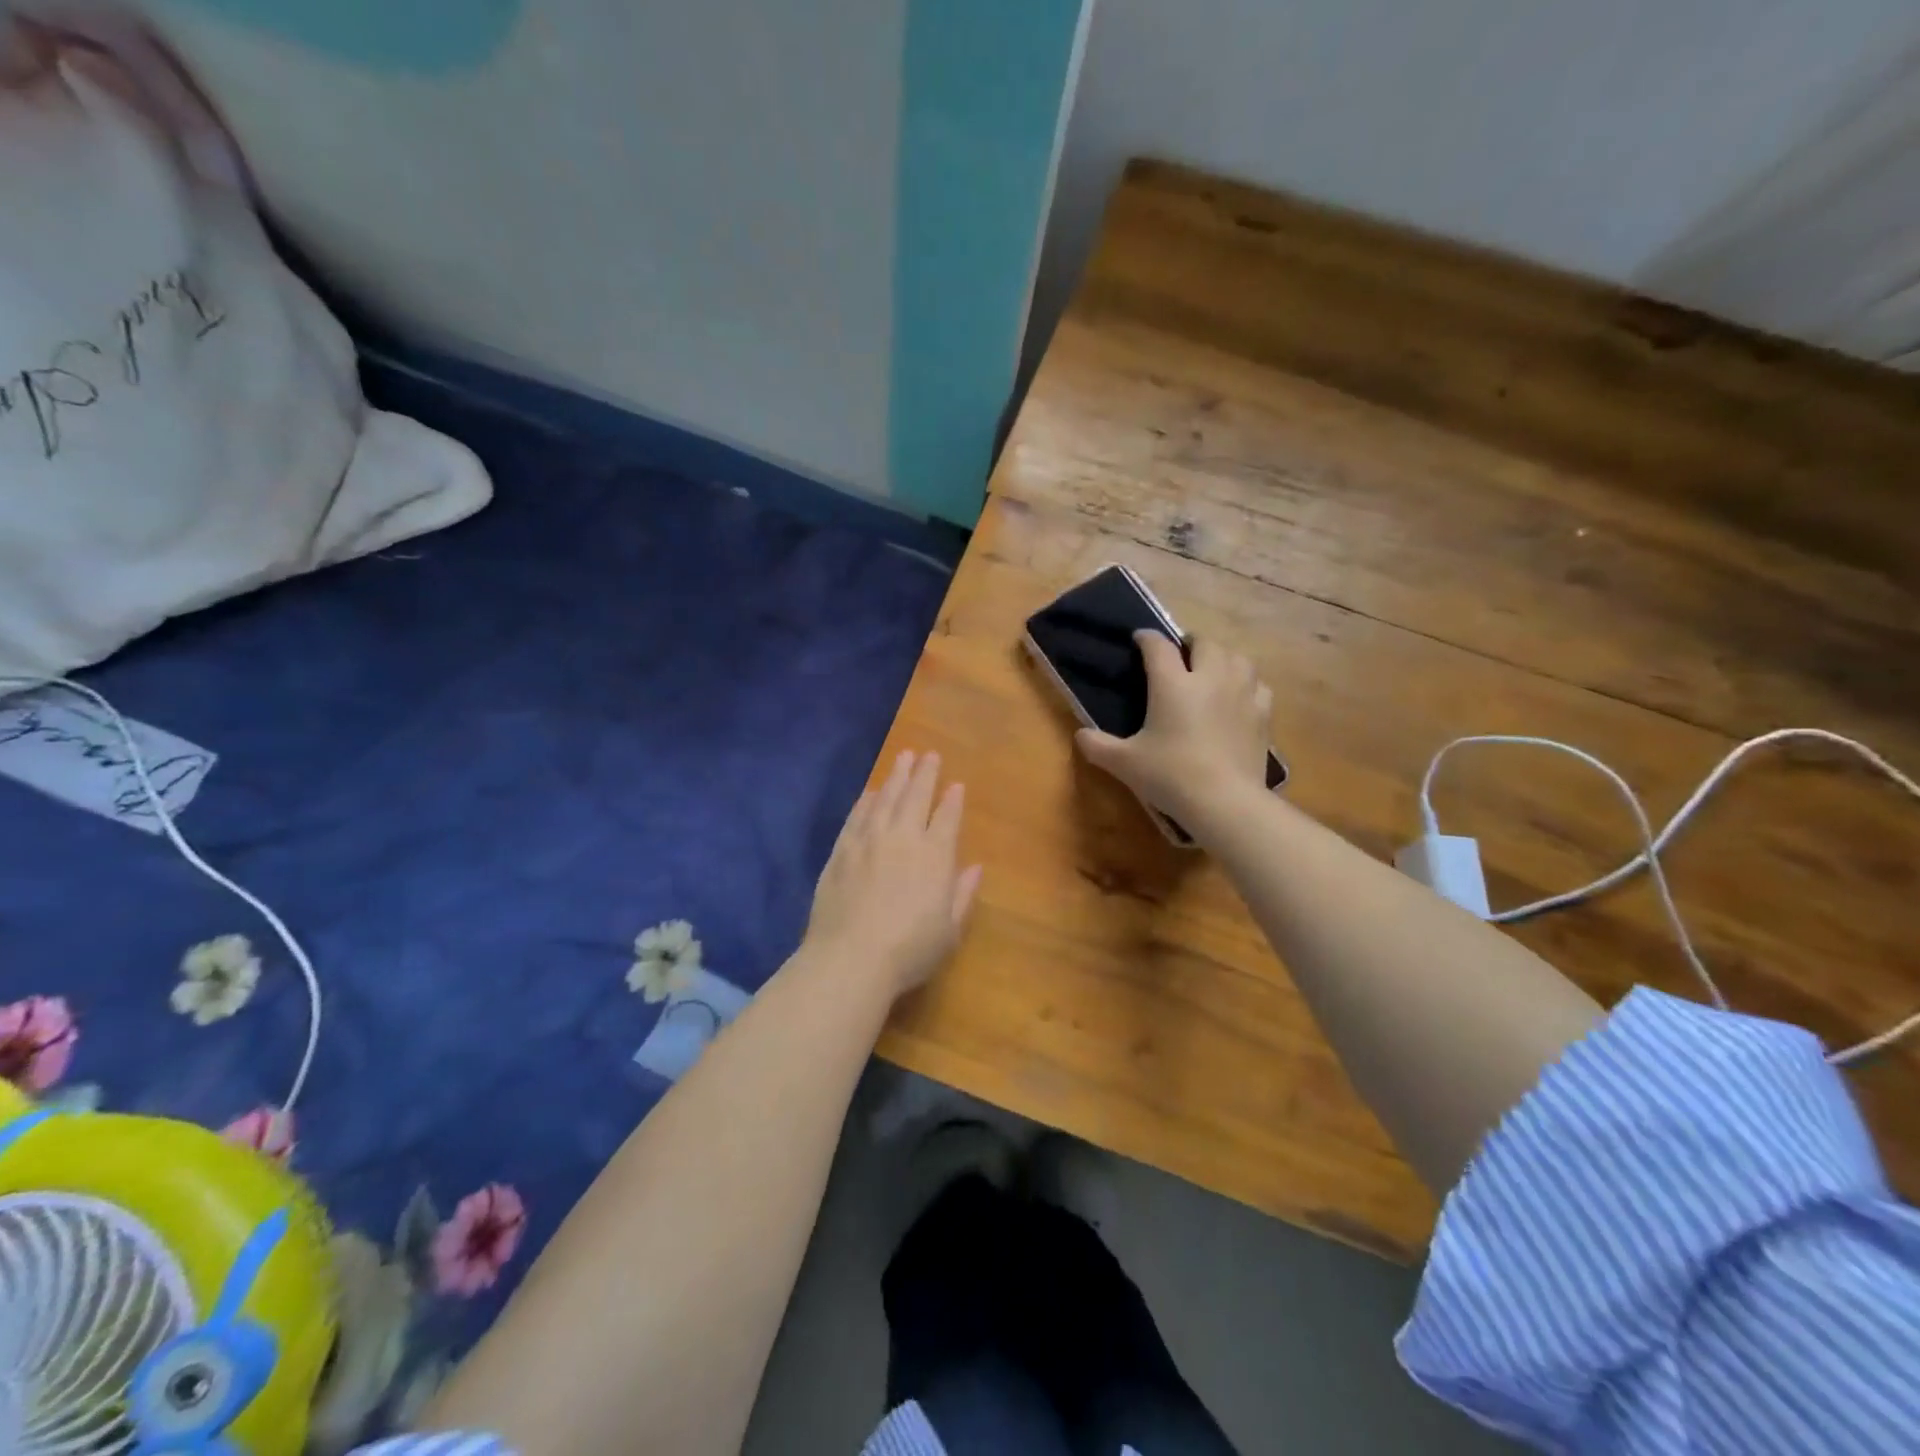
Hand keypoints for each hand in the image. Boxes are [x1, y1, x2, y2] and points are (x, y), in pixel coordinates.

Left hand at [804, 750, 982, 997]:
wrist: (850, 958)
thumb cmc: (909, 950)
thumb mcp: (950, 931)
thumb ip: (963, 895)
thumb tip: (976, 868)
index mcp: (935, 856)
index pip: (947, 818)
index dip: (953, 800)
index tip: (956, 784)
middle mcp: (903, 838)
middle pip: (916, 797)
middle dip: (925, 774)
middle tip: (929, 754)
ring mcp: (868, 841)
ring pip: (885, 798)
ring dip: (896, 776)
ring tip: (903, 757)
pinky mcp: (841, 851)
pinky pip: (856, 815)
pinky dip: (866, 800)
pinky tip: (871, 791)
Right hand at [1076, 631, 1273, 832]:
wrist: (1224, 801)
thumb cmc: (1170, 776)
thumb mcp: (1125, 763)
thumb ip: (1098, 746)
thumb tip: (1080, 736)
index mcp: (1173, 683)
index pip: (1158, 647)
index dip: (1147, 638)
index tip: (1139, 638)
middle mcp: (1209, 678)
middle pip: (1205, 643)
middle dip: (1191, 642)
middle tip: (1181, 654)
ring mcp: (1241, 694)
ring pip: (1238, 658)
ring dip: (1223, 657)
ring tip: (1213, 669)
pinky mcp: (1262, 715)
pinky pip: (1258, 685)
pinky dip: (1247, 683)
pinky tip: (1240, 695)